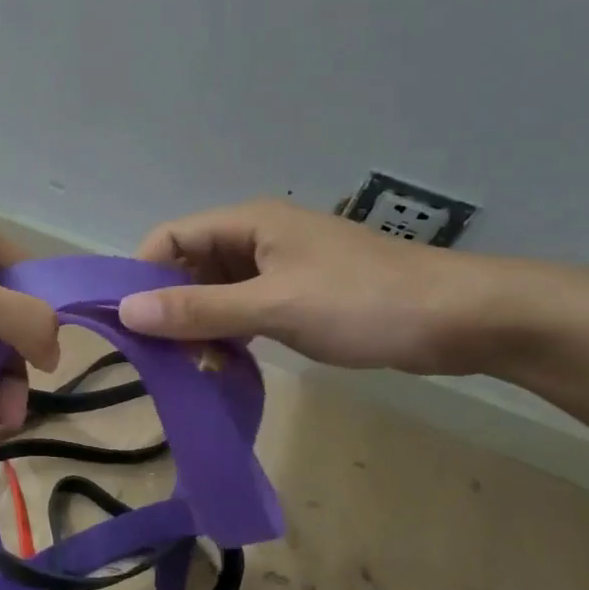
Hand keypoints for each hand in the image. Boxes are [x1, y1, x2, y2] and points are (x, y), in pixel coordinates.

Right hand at [119, 199, 500, 374]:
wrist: (461, 319)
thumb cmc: (363, 302)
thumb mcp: (274, 306)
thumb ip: (200, 309)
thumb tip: (126, 311)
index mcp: (248, 224)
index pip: (170, 238)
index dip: (142, 275)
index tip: (127, 323)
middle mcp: (257, 239)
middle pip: (189, 266)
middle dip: (169, 305)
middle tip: (158, 355)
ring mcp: (280, 268)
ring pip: (216, 291)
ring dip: (198, 324)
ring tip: (188, 365)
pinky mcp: (299, 295)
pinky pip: (244, 309)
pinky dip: (227, 332)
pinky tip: (223, 362)